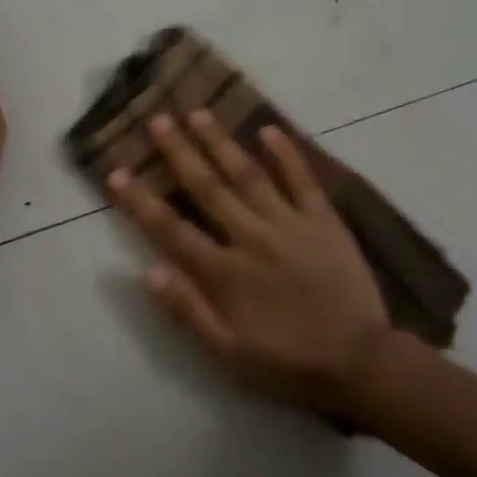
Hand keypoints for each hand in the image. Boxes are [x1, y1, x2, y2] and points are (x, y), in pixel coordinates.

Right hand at [106, 109, 390, 414]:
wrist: (361, 364)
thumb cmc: (288, 364)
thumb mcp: (228, 354)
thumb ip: (188, 311)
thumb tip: (147, 271)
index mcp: (225, 272)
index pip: (171, 229)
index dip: (139, 201)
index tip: (115, 171)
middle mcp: (251, 237)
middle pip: (207, 187)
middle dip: (178, 152)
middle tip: (157, 118)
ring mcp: (290, 224)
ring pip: (248, 174)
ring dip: (220, 142)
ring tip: (199, 112)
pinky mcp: (323, 221)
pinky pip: (302, 180)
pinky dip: (286, 153)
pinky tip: (268, 129)